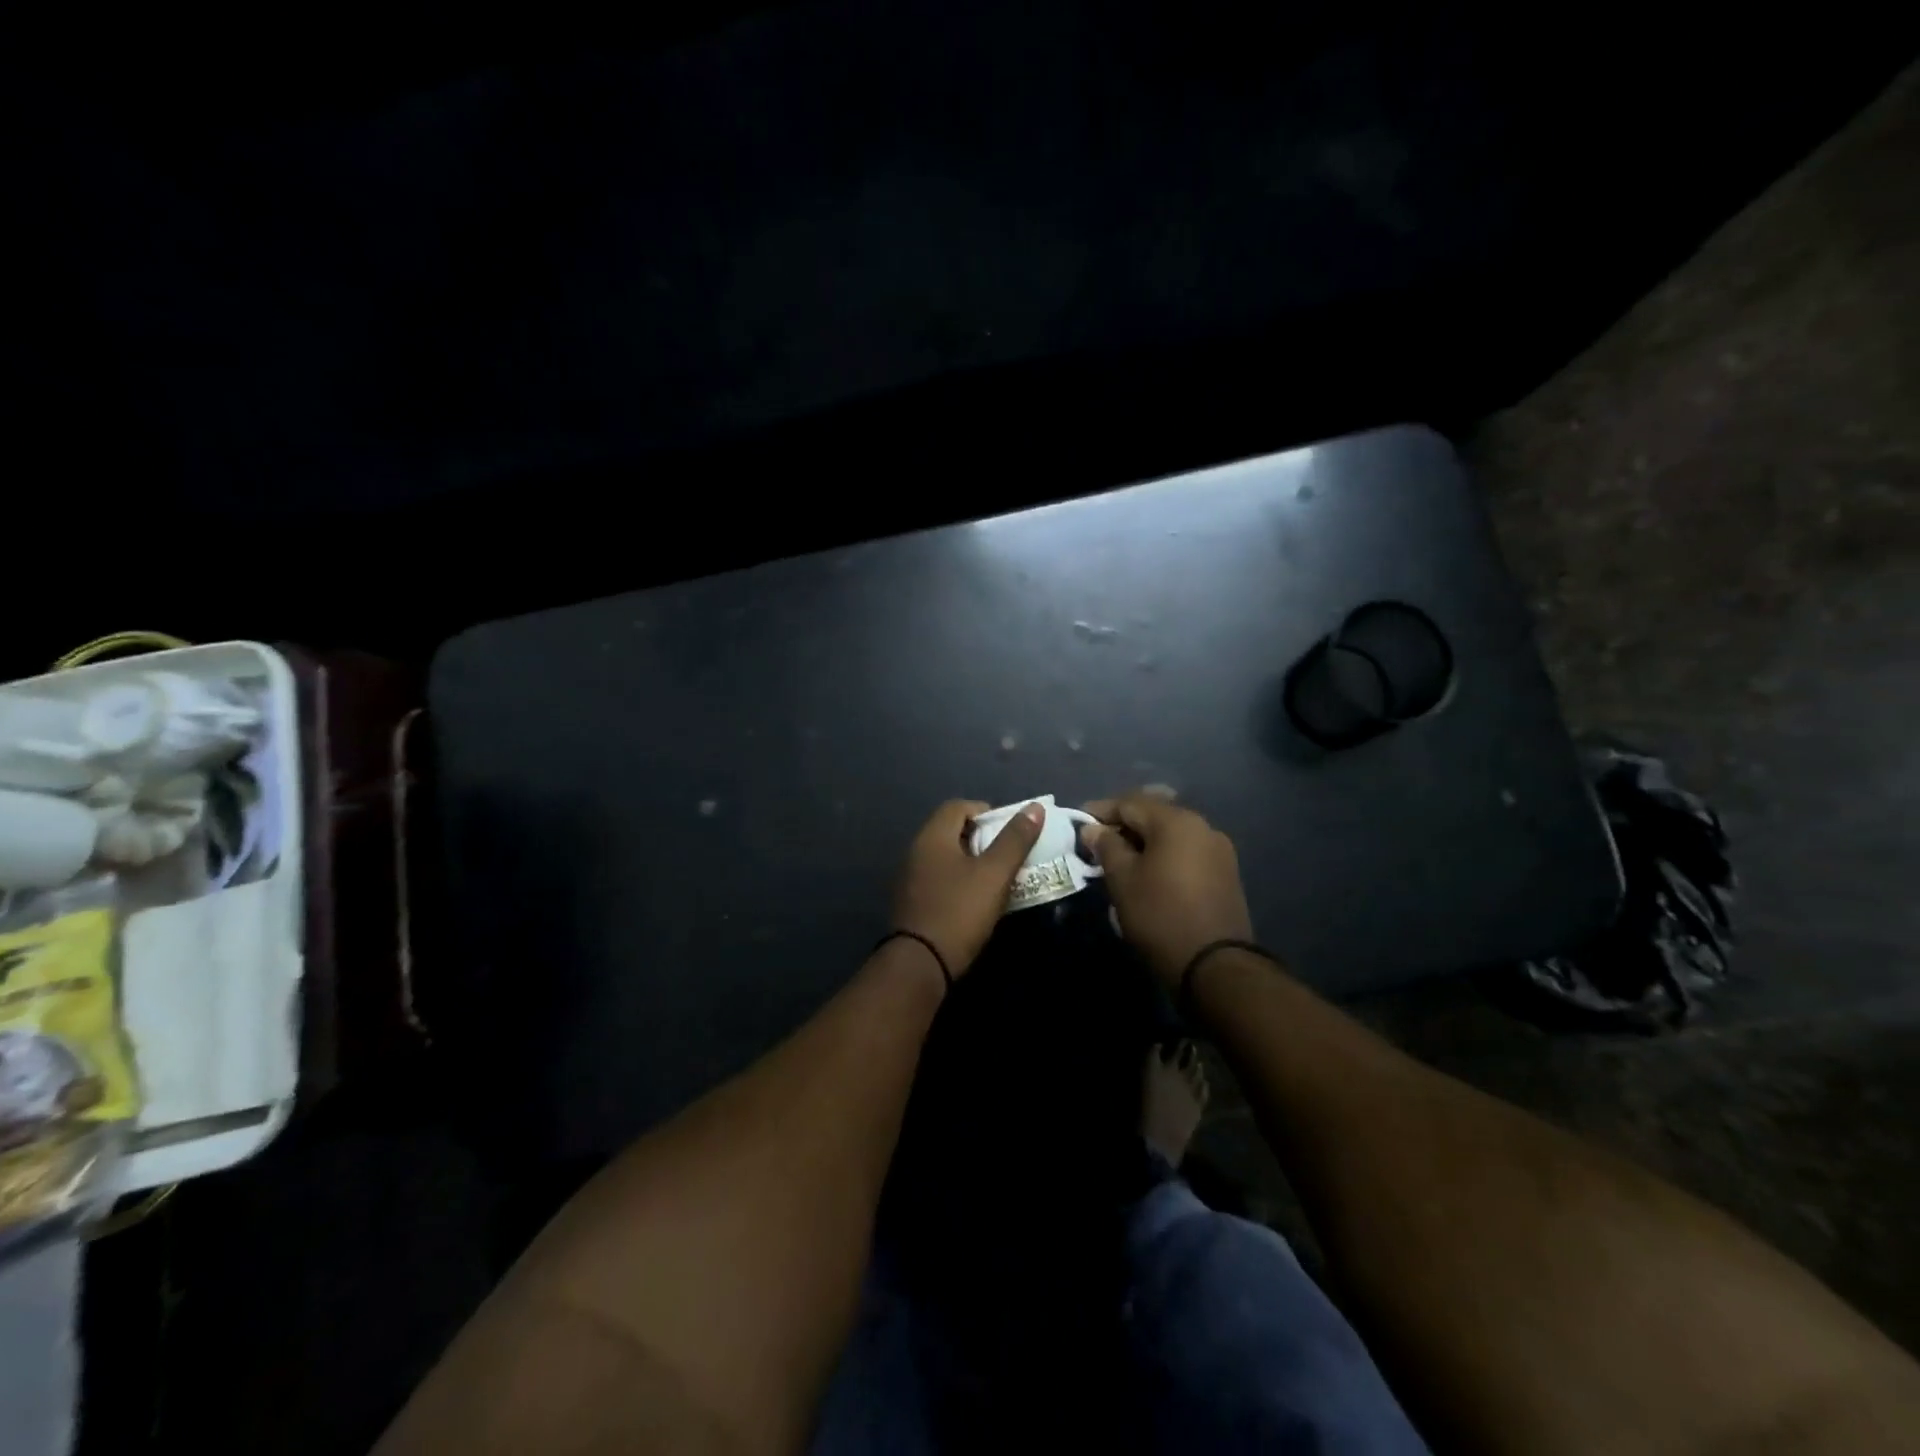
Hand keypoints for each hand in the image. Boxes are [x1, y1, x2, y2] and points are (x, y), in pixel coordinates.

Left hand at [890, 799, 1045, 978]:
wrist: (921, 964)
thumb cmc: (960, 911)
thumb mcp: (994, 874)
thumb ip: (1014, 840)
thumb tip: (1035, 807)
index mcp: (932, 836)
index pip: (958, 806)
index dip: (986, 812)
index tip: (1010, 831)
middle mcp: (916, 850)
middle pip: (951, 830)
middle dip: (982, 838)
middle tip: (1008, 854)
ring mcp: (910, 877)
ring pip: (946, 856)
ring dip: (972, 861)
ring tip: (998, 878)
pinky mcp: (911, 902)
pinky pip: (939, 878)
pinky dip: (959, 880)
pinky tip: (976, 899)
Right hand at [1081, 791, 1252, 986]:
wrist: (1215, 966)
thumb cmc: (1160, 915)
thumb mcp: (1122, 880)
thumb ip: (1106, 846)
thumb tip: (1092, 828)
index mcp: (1176, 821)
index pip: (1130, 802)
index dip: (1100, 810)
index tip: (1078, 823)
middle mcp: (1202, 826)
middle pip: (1154, 814)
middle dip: (1123, 823)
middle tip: (1097, 841)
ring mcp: (1218, 850)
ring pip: (1171, 833)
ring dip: (1144, 840)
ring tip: (1120, 859)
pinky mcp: (1225, 873)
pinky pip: (1186, 851)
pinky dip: (1164, 854)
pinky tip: (1148, 872)